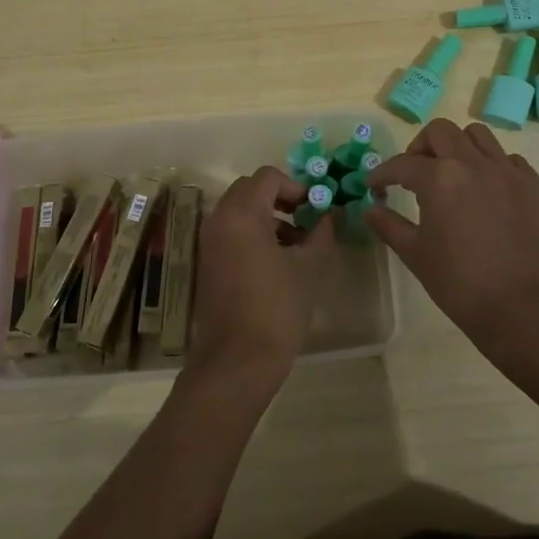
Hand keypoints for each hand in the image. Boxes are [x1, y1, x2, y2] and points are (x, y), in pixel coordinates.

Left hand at [187, 165, 334, 394]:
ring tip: (298, 245)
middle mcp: (219, 220)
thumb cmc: (277, 309)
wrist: (237, 361)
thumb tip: (330, 214)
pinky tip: (278, 262)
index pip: (268, 177)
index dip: (296, 186)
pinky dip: (254, 234)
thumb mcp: (308, 267)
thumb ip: (321, 233)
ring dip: (269, 216)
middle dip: (281, 198)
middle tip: (307, 220)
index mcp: (242, 214)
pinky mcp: (208, 262)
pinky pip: (232, 232)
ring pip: (240, 211)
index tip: (316, 208)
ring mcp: (209, 242)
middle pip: (250, 189)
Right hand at [367, 119, 538, 371]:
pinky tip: (488, 191)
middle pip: (441, 132)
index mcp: (440, 178)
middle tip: (415, 172)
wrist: (524, 310)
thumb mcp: (416, 255)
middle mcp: (474, 163)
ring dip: (458, 147)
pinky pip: (510, 160)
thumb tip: (369, 209)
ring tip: (453, 174)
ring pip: (478, 136)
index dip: (383, 173)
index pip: (402, 164)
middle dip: (421, 147)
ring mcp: (509, 172)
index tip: (375, 185)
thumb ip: (389, 225)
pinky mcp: (535, 186)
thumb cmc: (461, 284)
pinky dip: (493, 166)